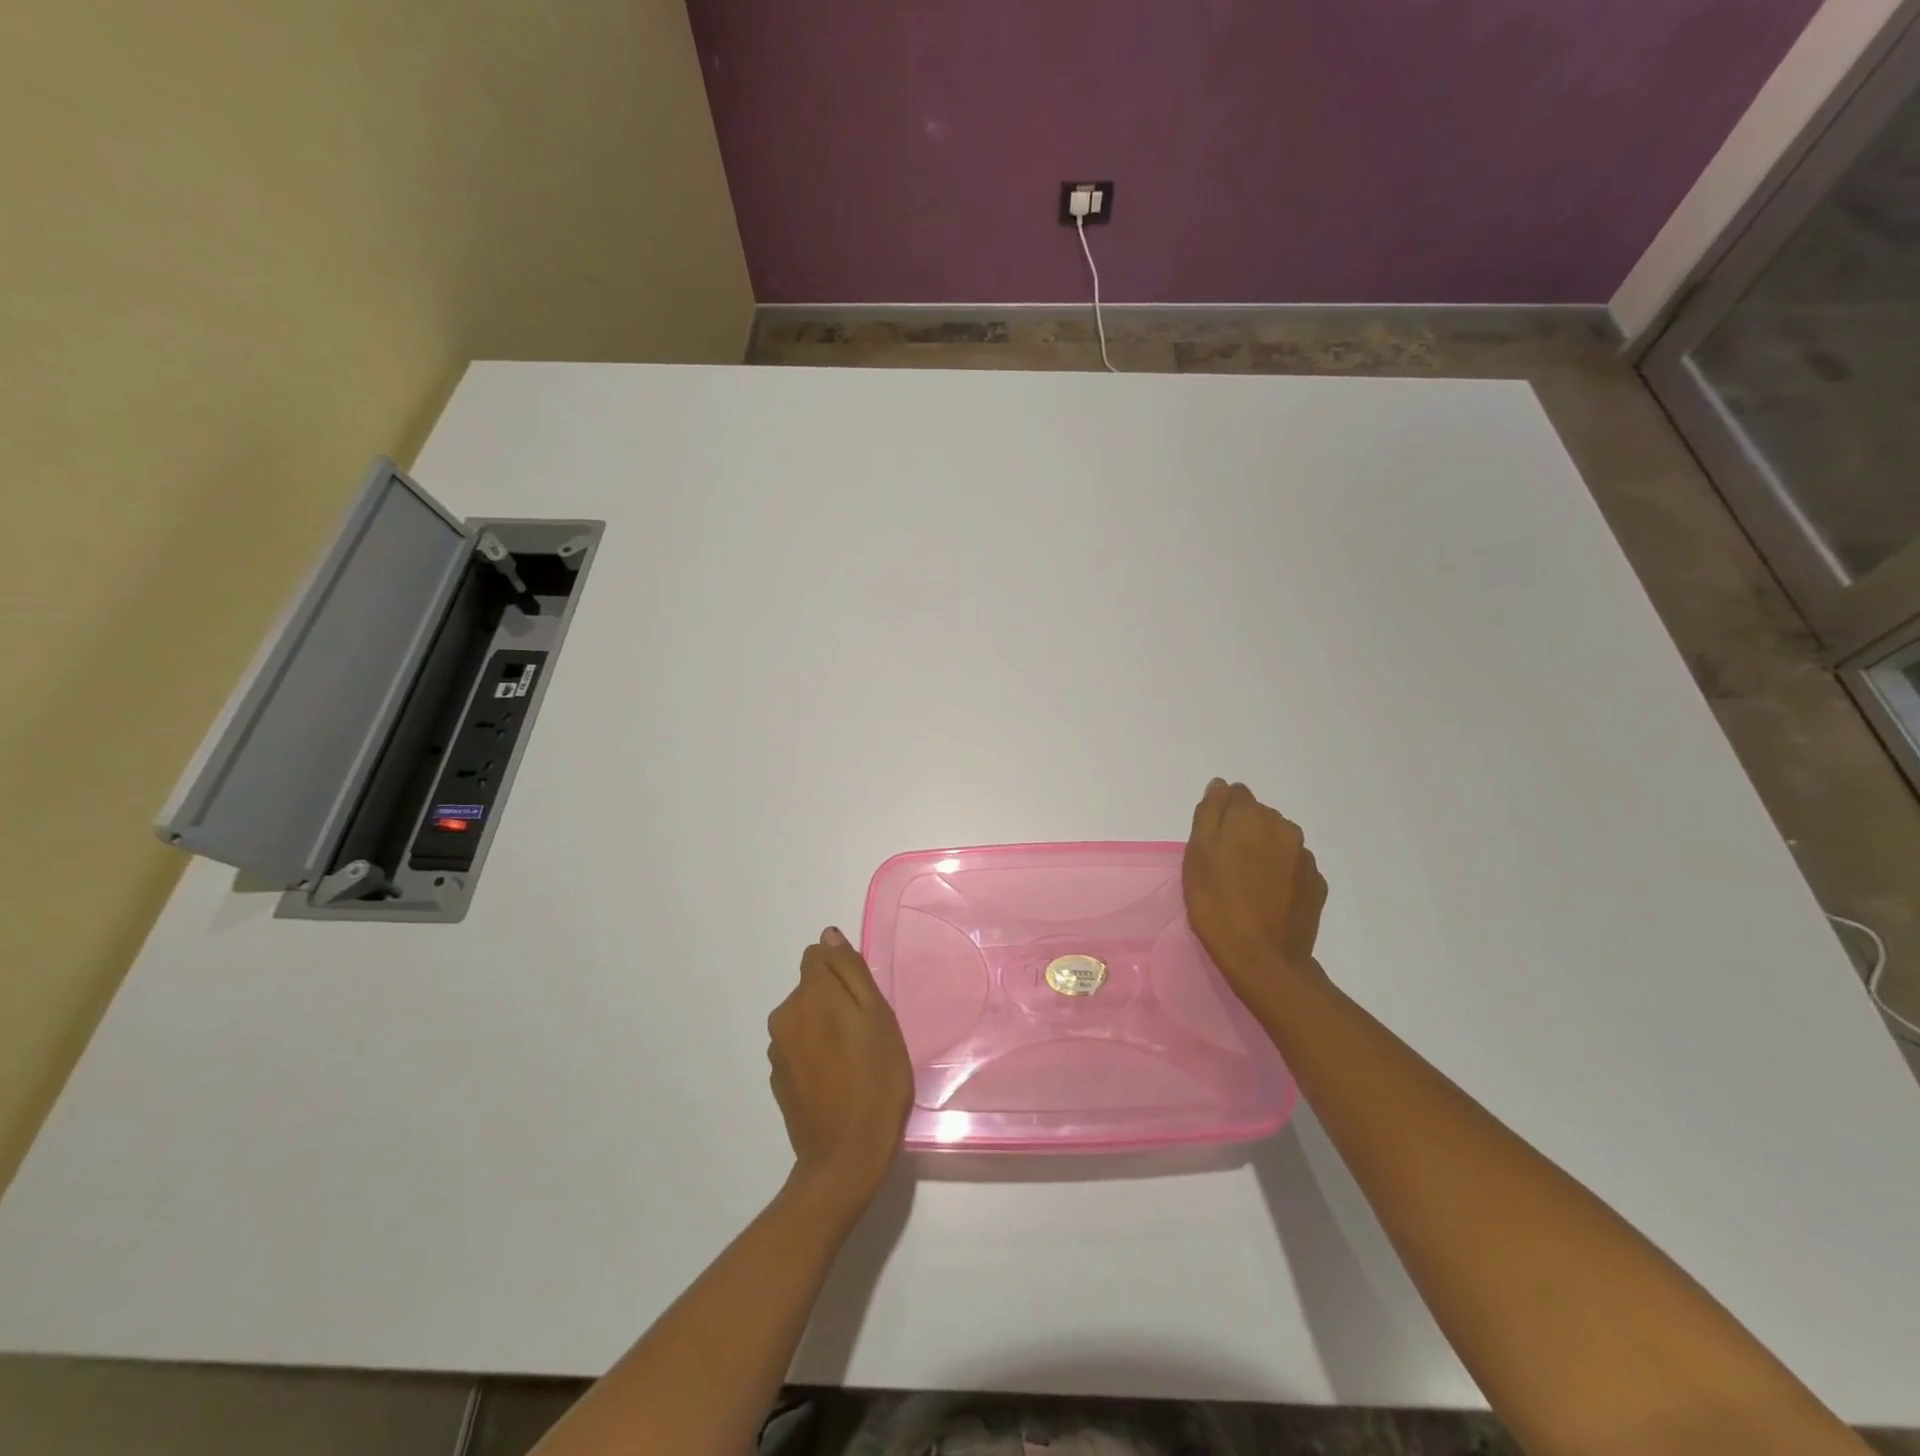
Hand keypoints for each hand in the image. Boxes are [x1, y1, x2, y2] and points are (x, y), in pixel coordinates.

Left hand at [766, 928, 912, 1221]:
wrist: (846, 1156)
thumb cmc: (876, 1080)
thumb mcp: (878, 1016)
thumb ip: (851, 971)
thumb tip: (829, 936)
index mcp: (810, 994)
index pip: (818, 955)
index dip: (843, 971)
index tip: (864, 1000)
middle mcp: (785, 1015)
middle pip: (811, 987)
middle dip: (835, 999)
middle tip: (867, 1033)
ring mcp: (777, 1049)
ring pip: (804, 1018)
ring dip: (824, 1026)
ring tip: (854, 1060)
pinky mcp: (777, 1078)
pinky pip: (799, 1047)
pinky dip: (815, 1053)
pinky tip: (837, 1080)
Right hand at [1182, 779, 1328, 1003]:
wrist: (1262, 958)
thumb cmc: (1217, 903)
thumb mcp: (1197, 854)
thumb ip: (1209, 812)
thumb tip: (1220, 785)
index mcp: (1252, 816)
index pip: (1235, 794)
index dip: (1220, 815)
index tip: (1210, 842)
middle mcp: (1284, 828)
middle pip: (1259, 816)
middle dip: (1243, 831)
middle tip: (1224, 866)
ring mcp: (1305, 857)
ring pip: (1278, 841)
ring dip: (1263, 852)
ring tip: (1246, 885)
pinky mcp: (1317, 885)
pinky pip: (1293, 868)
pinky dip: (1280, 875)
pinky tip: (1267, 899)